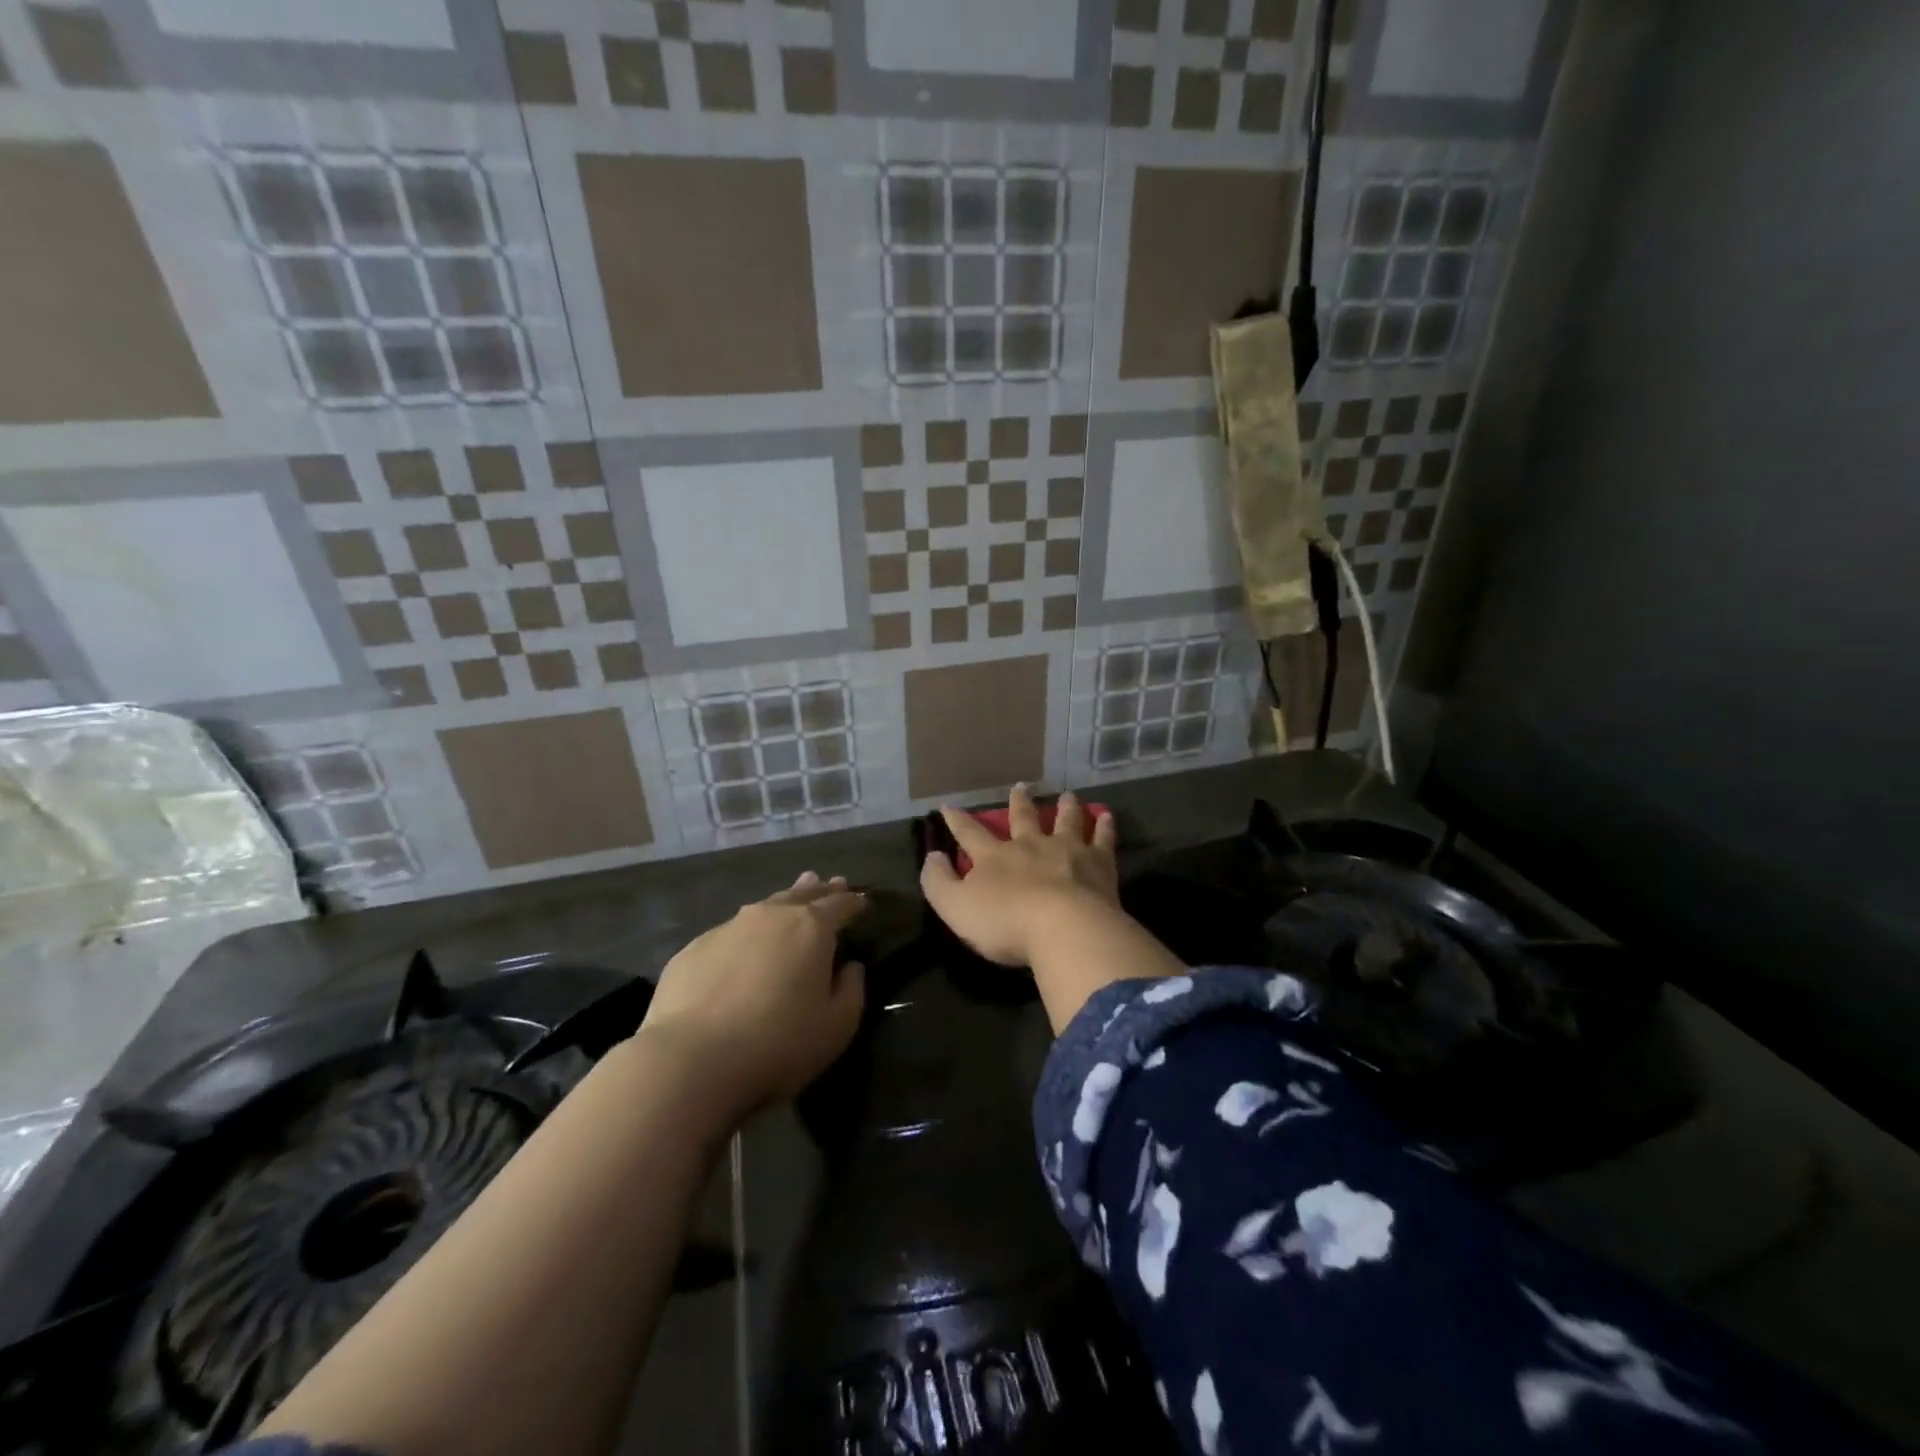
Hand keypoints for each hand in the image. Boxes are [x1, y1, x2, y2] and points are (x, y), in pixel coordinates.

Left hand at [637, 872, 866, 1121]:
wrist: (691, 1060)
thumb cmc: (778, 1043)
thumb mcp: (836, 1027)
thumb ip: (852, 991)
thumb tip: (850, 967)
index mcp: (811, 928)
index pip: (840, 905)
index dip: (854, 902)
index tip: (863, 901)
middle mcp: (771, 916)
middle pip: (802, 894)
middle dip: (820, 890)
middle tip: (831, 882)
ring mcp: (728, 928)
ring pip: (764, 907)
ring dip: (783, 902)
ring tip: (791, 898)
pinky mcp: (693, 948)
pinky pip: (730, 933)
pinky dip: (746, 935)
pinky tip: (743, 947)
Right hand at [919, 784, 1119, 966]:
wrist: (1064, 928)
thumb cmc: (1005, 922)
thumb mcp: (955, 907)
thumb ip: (938, 882)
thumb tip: (933, 856)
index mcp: (995, 856)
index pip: (970, 833)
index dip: (957, 820)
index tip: (949, 806)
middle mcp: (1031, 845)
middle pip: (1023, 818)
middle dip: (1019, 802)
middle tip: (1021, 786)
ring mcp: (1068, 851)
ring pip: (1065, 822)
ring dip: (1065, 808)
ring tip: (1068, 795)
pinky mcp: (1099, 865)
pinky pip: (1102, 839)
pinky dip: (1104, 827)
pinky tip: (1106, 816)